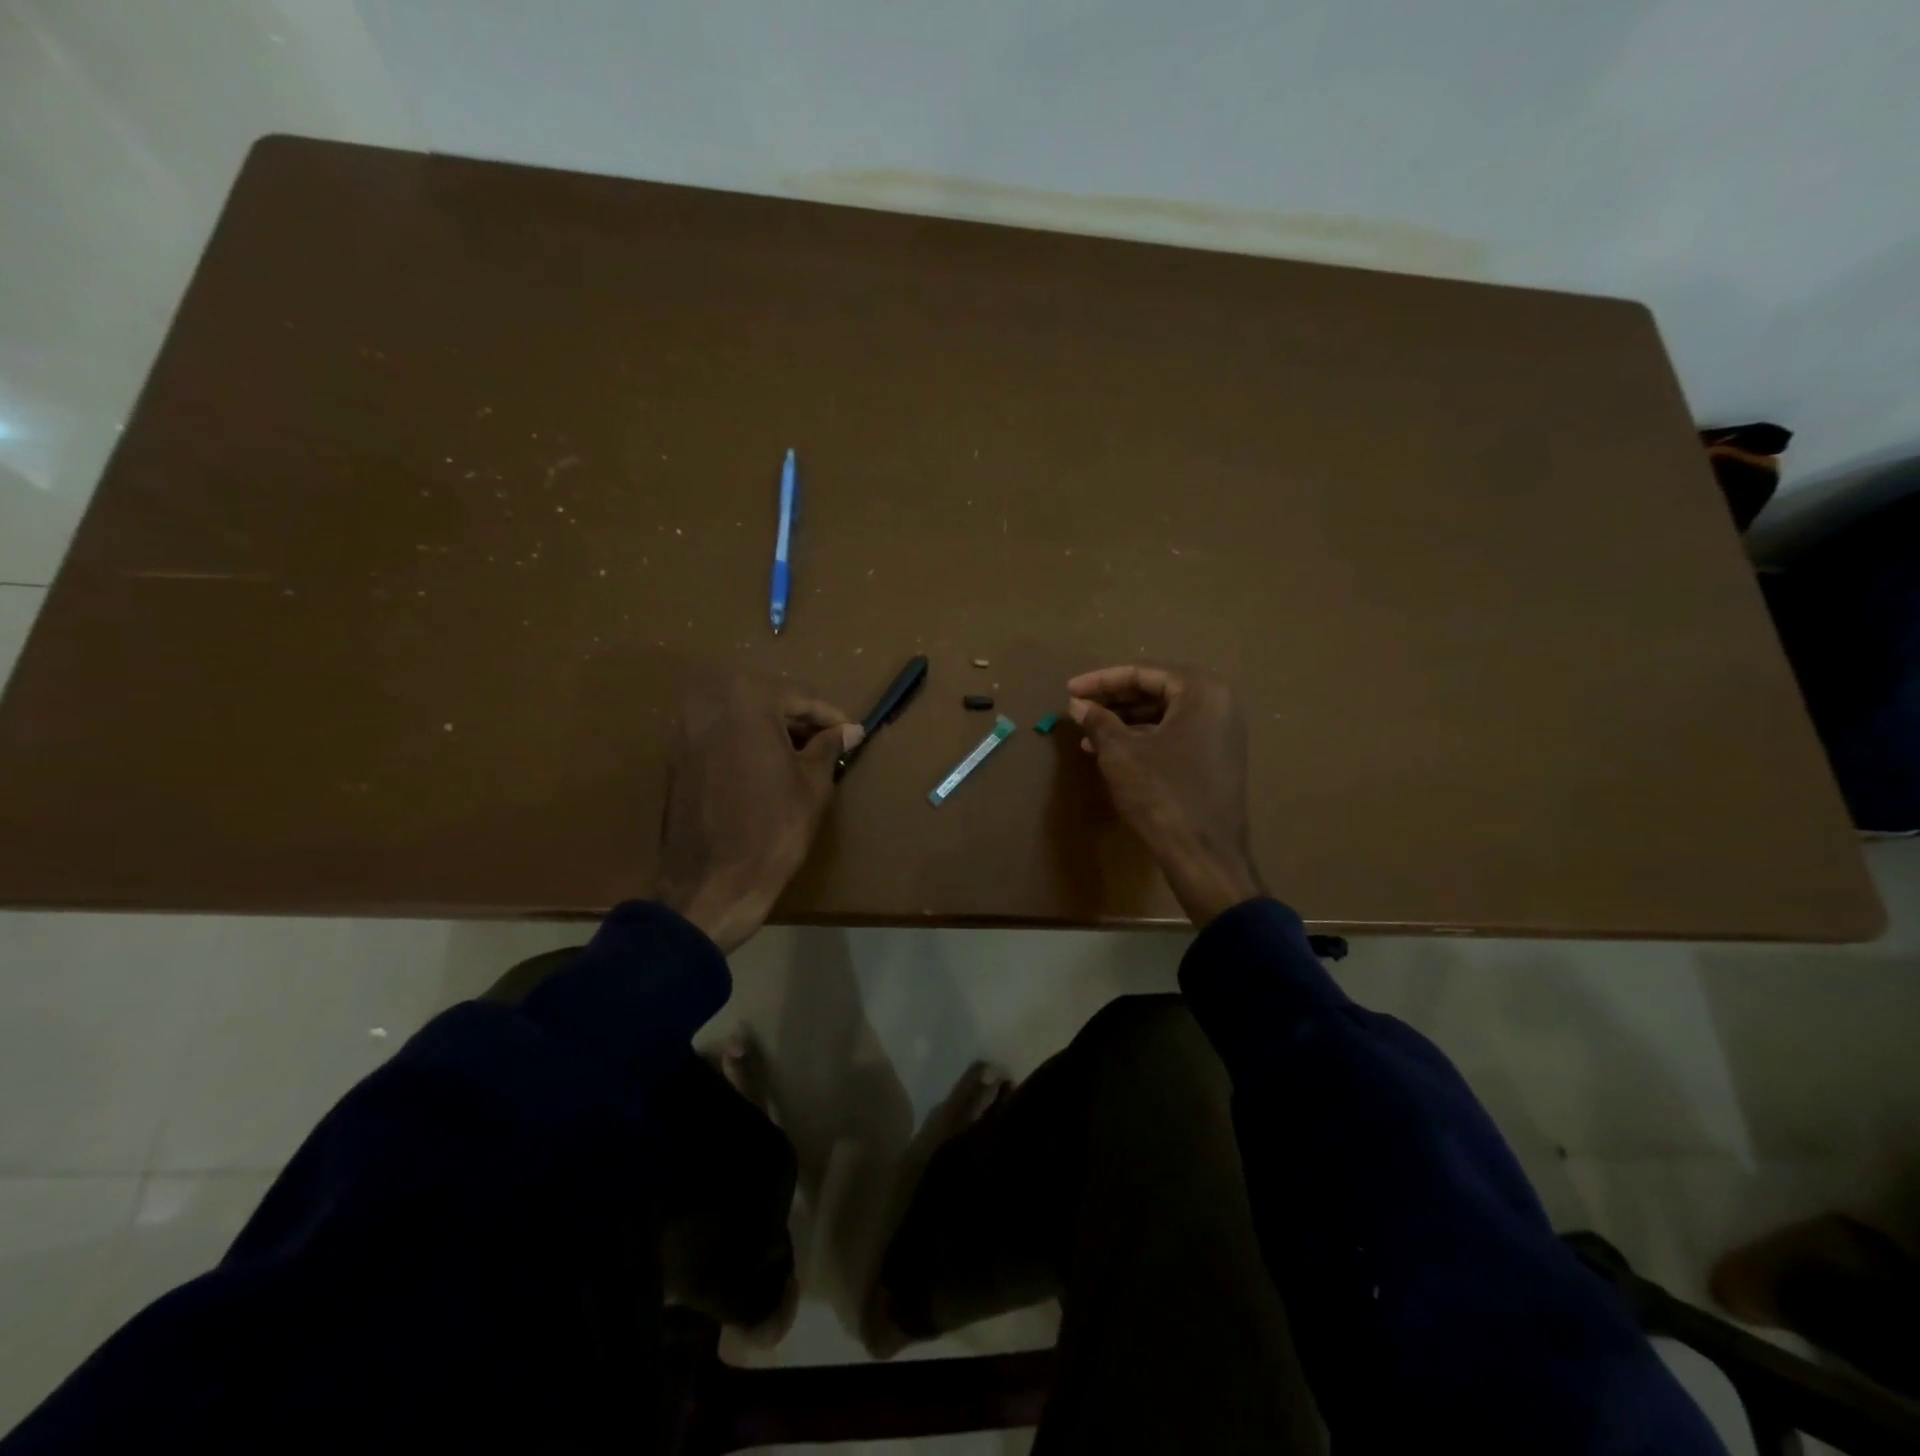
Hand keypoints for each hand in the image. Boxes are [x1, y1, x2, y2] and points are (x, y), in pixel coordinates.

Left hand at [655, 671, 862, 952]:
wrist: (711, 885)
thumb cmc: (772, 829)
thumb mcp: (813, 784)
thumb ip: (829, 746)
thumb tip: (848, 730)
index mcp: (746, 698)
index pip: (800, 696)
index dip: (831, 717)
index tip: (853, 734)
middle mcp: (709, 702)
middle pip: (767, 700)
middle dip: (799, 720)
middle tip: (829, 745)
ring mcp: (685, 729)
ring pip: (741, 716)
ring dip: (771, 730)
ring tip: (801, 758)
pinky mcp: (675, 757)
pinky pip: (720, 736)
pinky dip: (745, 744)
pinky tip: (767, 769)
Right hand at [1067, 663, 1263, 925]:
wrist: (1204, 855)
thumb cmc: (1162, 795)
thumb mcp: (1121, 753)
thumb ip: (1098, 721)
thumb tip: (1078, 705)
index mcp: (1202, 691)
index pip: (1143, 672)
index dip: (1101, 680)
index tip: (1069, 690)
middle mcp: (1219, 704)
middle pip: (1156, 690)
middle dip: (1113, 700)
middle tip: (1078, 708)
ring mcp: (1221, 733)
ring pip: (1163, 714)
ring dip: (1124, 721)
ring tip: (1087, 733)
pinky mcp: (1216, 758)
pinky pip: (1174, 735)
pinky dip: (1142, 738)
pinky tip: (1110, 752)